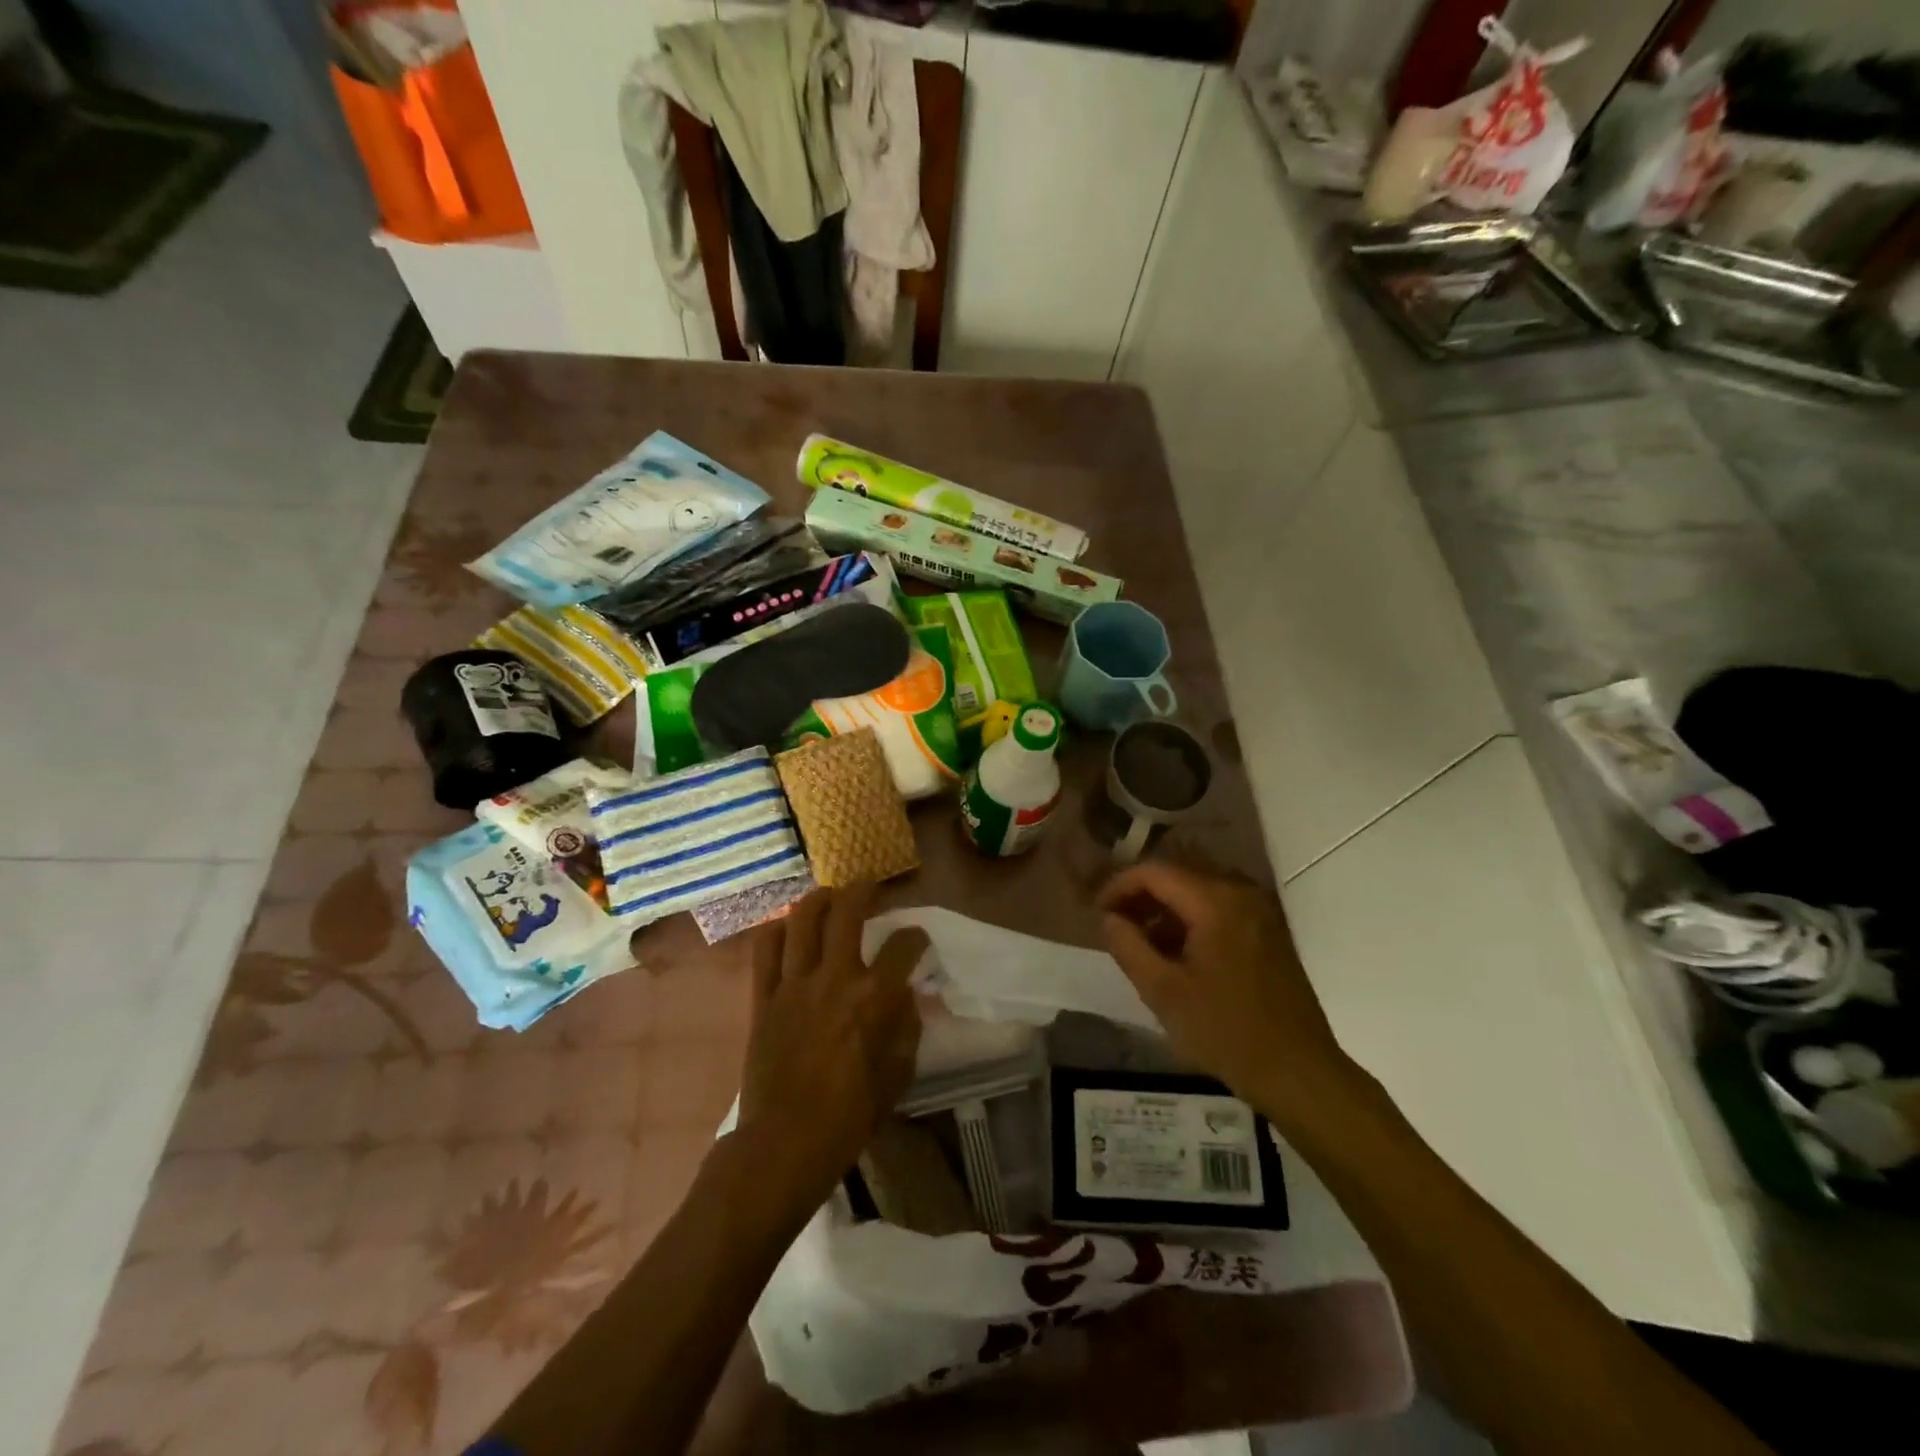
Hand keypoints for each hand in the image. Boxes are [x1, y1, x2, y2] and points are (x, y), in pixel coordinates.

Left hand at [734, 885, 928, 1211]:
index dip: (916, 937)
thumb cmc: (850, 1115)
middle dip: (863, 891)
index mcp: (873, 997)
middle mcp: (834, 977)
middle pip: (847, 912)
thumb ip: (907, 1026)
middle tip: (870, 888)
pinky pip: (765, 950)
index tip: (918, 940)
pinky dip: (777, 931)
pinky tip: (788, 929)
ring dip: (818, 900)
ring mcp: (793, 984)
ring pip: (802, 920)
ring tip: (829, 897)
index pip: (904, 945)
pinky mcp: (764, 997)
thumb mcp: (898, 1073)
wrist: (785, 1143)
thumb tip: (906, 995)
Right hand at [1098, 861, 1355, 1122]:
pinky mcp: (1268, 930)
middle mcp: (1241, 892)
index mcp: (1216, 901)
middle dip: (1141, 895)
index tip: (1098, 913)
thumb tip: (1109, 918)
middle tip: (1116, 925)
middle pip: (1178, 875)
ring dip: (1165, 908)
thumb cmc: (1227, 1031)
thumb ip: (1128, 946)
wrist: (1299, 1072)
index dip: (1119, 886)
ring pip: (1198, 890)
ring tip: (1141, 942)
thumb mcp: (1164, 992)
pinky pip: (1220, 907)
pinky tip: (1176, 952)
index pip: (1154, 872)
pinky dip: (1191, 919)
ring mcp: (1259, 910)